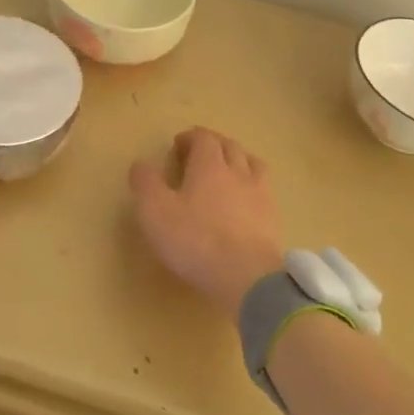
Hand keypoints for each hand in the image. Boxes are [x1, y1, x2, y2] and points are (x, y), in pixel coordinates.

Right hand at [128, 127, 285, 320]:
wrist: (247, 277)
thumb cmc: (195, 240)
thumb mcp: (155, 212)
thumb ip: (146, 184)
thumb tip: (140, 164)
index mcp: (210, 166)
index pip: (204, 138)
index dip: (190, 137)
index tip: (178, 145)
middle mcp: (238, 173)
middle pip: (230, 146)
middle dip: (214, 144)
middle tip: (199, 154)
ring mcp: (260, 196)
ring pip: (253, 164)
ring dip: (239, 160)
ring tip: (228, 170)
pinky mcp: (273, 220)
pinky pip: (264, 191)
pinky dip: (253, 186)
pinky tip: (246, 201)